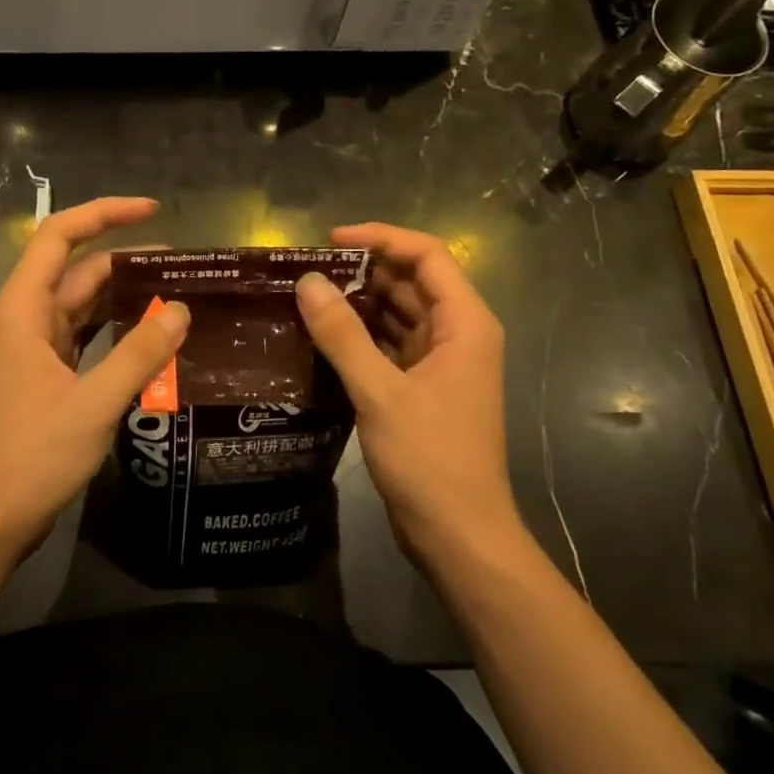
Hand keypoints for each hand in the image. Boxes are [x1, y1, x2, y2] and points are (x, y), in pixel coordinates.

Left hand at [0, 197, 189, 557]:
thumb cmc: (31, 457)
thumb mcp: (93, 404)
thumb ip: (139, 355)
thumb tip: (181, 311)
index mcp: (24, 310)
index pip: (59, 236)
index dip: (104, 213)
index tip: (153, 210)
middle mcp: (25, 320)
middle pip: (78, 271)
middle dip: (129, 262)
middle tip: (186, 268)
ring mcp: (34, 349)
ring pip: (83, 305)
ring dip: (125, 297)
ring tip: (178, 295)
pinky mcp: (45, 376)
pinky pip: (85, 337)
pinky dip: (116, 330)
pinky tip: (152, 337)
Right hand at [295, 224, 519, 561]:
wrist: (459, 535)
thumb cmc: (430, 459)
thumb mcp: (379, 393)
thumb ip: (342, 335)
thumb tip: (308, 282)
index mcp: (465, 324)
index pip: (426, 255)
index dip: (380, 238)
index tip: (330, 240)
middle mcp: (459, 334)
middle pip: (412, 282)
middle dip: (363, 271)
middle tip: (307, 270)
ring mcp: (443, 363)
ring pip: (399, 314)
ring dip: (359, 303)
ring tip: (307, 297)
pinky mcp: (424, 388)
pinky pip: (391, 345)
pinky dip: (361, 336)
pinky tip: (323, 336)